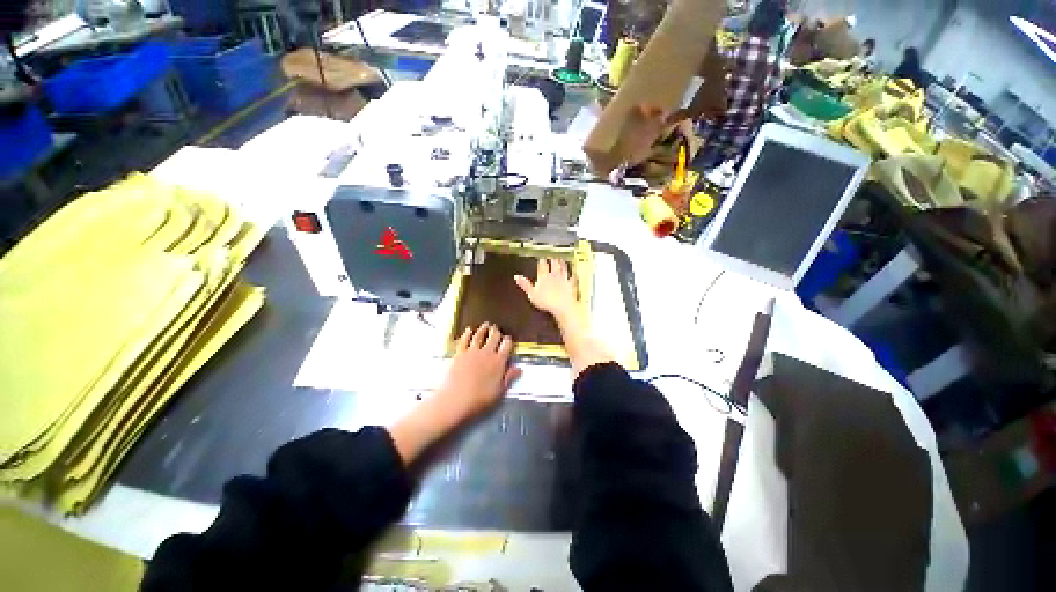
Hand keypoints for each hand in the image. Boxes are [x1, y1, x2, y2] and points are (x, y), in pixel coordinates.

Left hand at [435, 324, 521, 420]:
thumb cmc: (480, 399)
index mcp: (498, 362)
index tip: (508, 339)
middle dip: (496, 331)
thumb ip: (509, 378)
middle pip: (493, 337)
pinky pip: (464, 340)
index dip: (508, 341)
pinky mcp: (459, 353)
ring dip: (483, 329)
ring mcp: (472, 351)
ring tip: (486, 324)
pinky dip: (467, 333)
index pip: (506, 346)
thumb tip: (519, 369)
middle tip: (496, 328)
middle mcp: (487, 353)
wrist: (456, 399)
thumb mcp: (499, 391)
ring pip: (479, 335)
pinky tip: (469, 330)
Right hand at [514, 258, 578, 321]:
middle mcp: (554, 276)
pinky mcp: (571, 285)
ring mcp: (563, 279)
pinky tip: (574, 271)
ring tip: (561, 258)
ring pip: (563, 268)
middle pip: (553, 264)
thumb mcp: (532, 294)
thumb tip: (517, 277)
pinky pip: (573, 277)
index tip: (541, 257)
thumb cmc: (546, 301)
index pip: (542, 266)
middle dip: (553, 258)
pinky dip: (573, 274)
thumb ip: (525, 284)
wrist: (562, 306)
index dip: (542, 261)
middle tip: (552, 254)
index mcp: (543, 277)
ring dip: (562, 263)